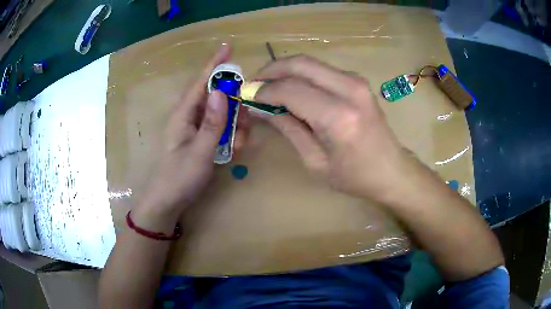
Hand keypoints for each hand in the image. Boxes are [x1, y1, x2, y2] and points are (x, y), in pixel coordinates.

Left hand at [135, 45, 248, 228]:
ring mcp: (195, 127)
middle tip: (246, 122)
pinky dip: (231, 135)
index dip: (215, 64)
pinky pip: (219, 127)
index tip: (228, 47)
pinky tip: (234, 149)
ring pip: (221, 113)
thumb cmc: (179, 178)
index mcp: (184, 114)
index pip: (201, 82)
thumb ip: (212, 123)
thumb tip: (221, 93)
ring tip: (240, 143)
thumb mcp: (199, 152)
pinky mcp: (200, 138)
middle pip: (215, 96)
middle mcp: (189, 116)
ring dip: (235, 123)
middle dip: (235, 104)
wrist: (167, 202)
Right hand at [253, 55, 407, 200]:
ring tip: (268, 85)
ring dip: (285, 70)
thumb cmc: (354, 176)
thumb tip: (261, 107)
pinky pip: (322, 69)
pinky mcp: (358, 81)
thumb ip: (287, 127)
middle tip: (253, 83)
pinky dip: (301, 74)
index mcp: (338, 116)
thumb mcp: (315, 160)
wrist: (391, 170)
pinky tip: (291, 87)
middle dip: (271, 70)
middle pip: (300, 64)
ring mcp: (357, 81)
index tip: (246, 96)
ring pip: (310, 62)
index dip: (263, 91)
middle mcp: (349, 90)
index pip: (289, 90)